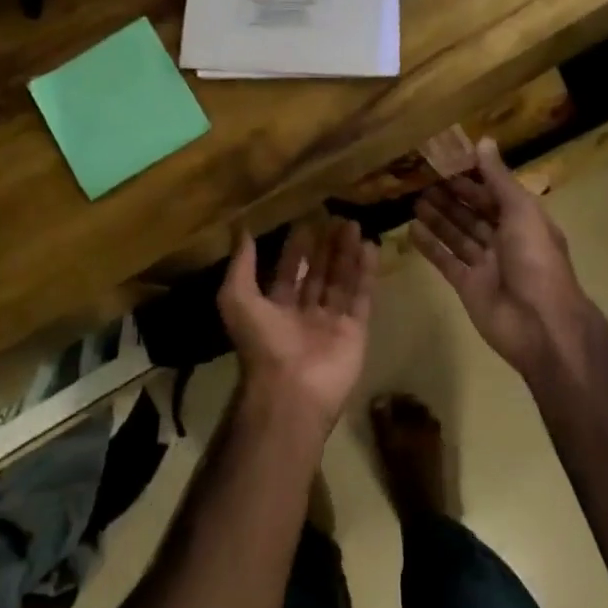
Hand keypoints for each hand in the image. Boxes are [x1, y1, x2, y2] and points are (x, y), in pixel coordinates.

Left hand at [218, 217, 378, 433]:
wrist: (292, 389)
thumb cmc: (262, 342)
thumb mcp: (237, 298)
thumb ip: (241, 264)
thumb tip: (240, 230)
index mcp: (275, 309)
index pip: (287, 272)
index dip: (295, 249)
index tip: (305, 222)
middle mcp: (304, 314)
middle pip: (317, 273)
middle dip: (326, 247)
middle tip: (336, 217)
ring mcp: (331, 323)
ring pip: (341, 281)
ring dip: (347, 253)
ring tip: (354, 224)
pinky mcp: (355, 330)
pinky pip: (361, 296)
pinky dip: (366, 273)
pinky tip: (370, 247)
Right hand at [411, 139, 594, 380]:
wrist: (540, 324)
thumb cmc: (535, 261)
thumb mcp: (521, 212)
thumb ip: (499, 179)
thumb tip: (483, 141)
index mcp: (524, 221)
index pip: (494, 194)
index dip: (472, 179)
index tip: (445, 162)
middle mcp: (505, 241)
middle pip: (474, 214)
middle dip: (451, 197)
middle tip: (421, 179)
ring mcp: (485, 265)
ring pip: (458, 235)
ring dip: (438, 218)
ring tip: (413, 200)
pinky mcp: (468, 286)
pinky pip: (446, 261)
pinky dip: (430, 247)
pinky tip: (411, 230)